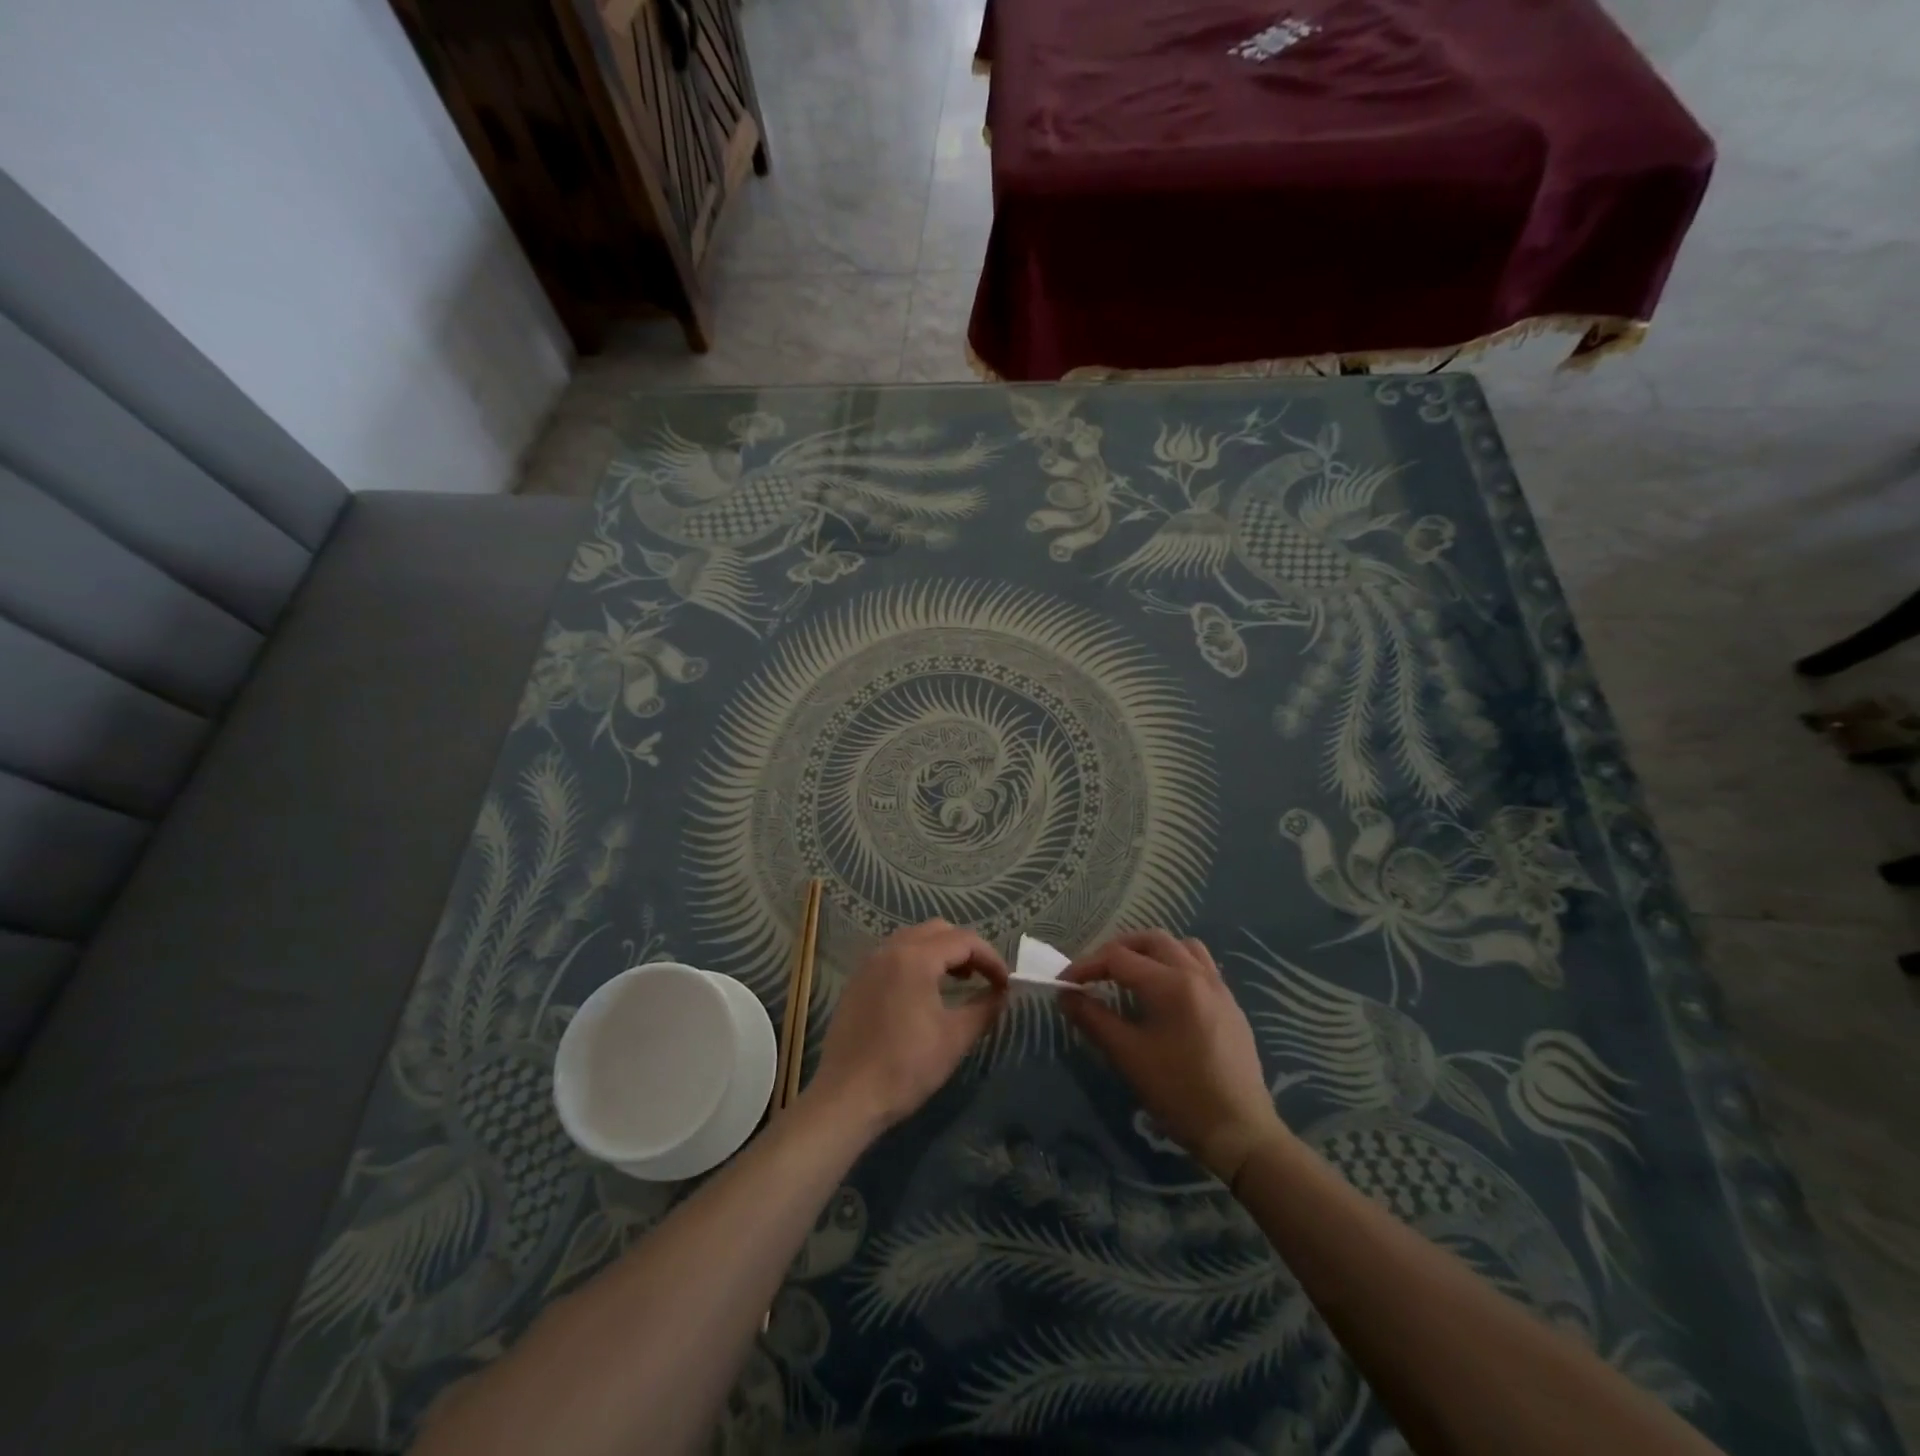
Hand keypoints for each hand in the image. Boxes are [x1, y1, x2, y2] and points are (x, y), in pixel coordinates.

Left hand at [806, 920, 1007, 1133]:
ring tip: (957, 981)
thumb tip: (1001, 993)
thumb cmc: (906, 1067)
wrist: (846, 1097)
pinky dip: (916, 961)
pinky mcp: (857, 981)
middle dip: (966, 948)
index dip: (991, 958)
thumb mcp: (955, 1038)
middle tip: (983, 977)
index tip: (1005, 984)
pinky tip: (923, 992)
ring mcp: (869, 964)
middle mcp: (890, 950)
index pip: (964, 940)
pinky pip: (894, 955)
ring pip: (913, 939)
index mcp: (915, 958)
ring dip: (940, 951)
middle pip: (937, 930)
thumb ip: (984, 1008)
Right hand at [1062, 931, 1287, 1181]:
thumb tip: (1066, 995)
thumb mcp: (1128, 1056)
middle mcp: (1197, 974)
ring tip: (1130, 975)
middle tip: (1095, 973)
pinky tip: (1163, 994)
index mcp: (1171, 984)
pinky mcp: (1230, 1005)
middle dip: (1117, 950)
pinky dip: (1174, 965)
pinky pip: (1200, 965)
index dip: (1086, 965)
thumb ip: (1094, 1019)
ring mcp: (1218, 988)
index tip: (1065, 983)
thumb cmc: (1179, 1093)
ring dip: (1150, 951)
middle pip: (1151, 940)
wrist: (1239, 1132)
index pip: (1118, 958)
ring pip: (1180, 947)